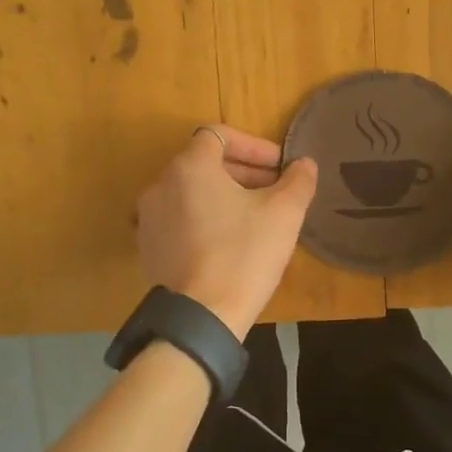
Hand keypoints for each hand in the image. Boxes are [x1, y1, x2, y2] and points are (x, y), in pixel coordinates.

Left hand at [135, 126, 318, 337]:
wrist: (202, 316)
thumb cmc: (245, 254)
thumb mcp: (284, 213)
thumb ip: (298, 180)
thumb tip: (303, 165)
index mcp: (189, 167)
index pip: (219, 135)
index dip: (253, 146)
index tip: (279, 166)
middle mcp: (160, 185)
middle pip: (204, 163)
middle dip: (242, 172)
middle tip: (273, 190)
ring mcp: (148, 218)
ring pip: (191, 192)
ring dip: (223, 196)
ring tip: (253, 217)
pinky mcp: (148, 248)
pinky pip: (179, 220)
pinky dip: (203, 219)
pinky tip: (228, 243)